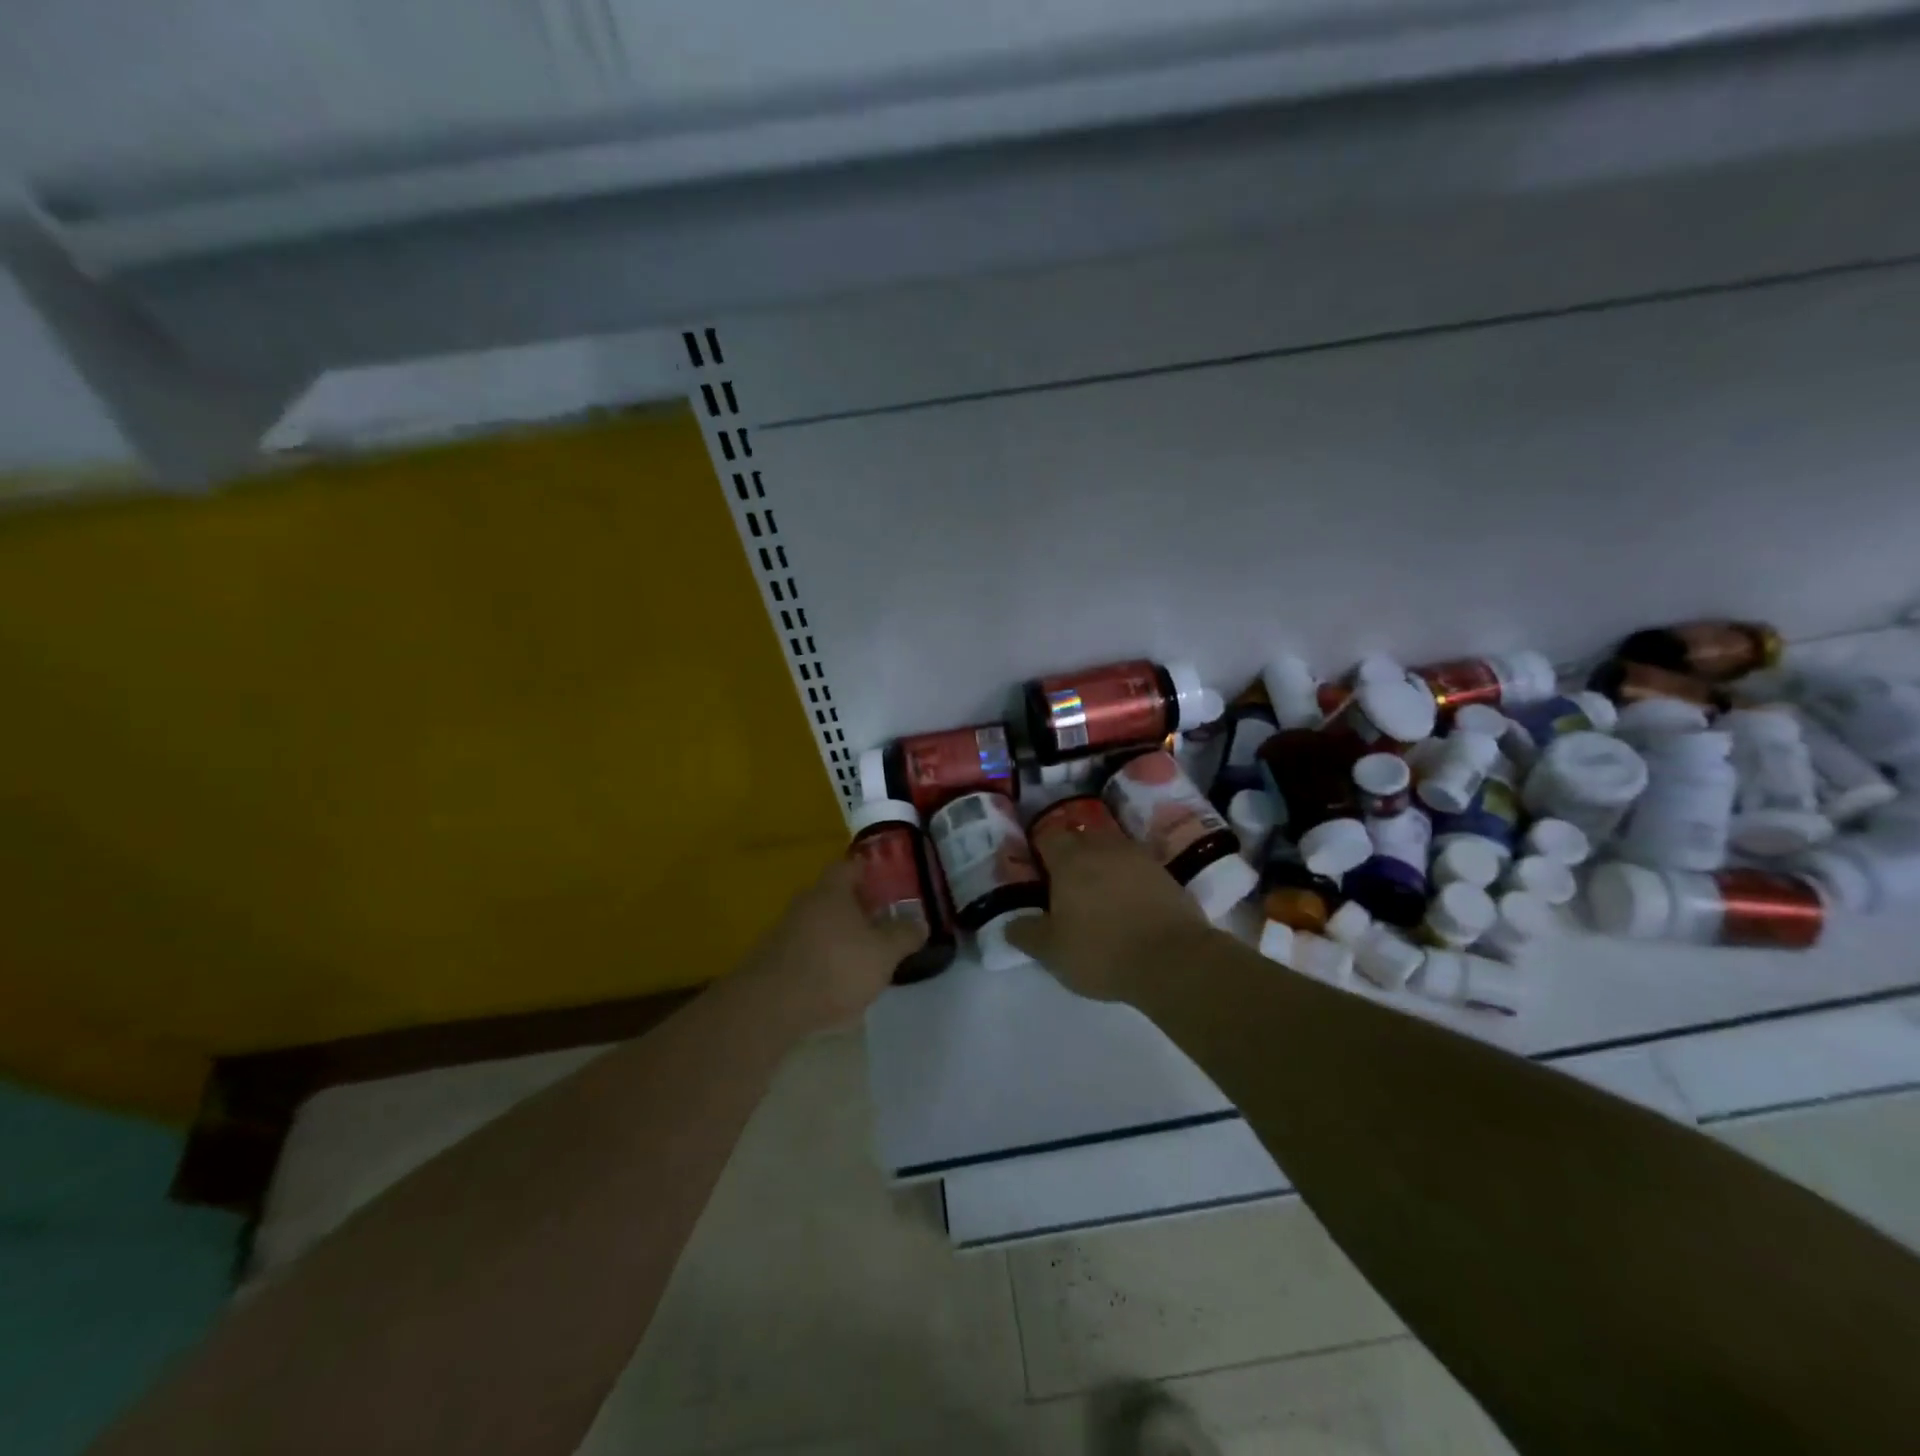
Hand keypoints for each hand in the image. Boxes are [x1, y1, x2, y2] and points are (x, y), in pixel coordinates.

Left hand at [746, 859, 926, 1030]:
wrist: (770, 1007)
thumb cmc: (835, 968)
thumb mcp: (883, 953)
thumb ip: (904, 936)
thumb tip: (920, 923)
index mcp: (832, 890)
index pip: (850, 866)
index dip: (870, 871)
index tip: (887, 882)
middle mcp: (805, 903)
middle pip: (834, 895)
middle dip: (857, 906)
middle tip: (882, 920)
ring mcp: (785, 931)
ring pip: (820, 924)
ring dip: (840, 935)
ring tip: (864, 955)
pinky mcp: (773, 960)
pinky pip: (806, 949)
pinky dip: (823, 958)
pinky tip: (837, 981)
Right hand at [1007, 824, 1213, 1002]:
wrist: (1174, 960)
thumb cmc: (1102, 950)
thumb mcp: (1052, 951)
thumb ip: (1026, 933)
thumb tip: (1010, 923)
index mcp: (1070, 859)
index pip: (1047, 836)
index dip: (1039, 850)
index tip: (1036, 871)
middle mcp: (1102, 847)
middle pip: (1079, 837)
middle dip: (1070, 854)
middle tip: (1064, 884)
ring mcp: (1137, 856)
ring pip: (1109, 850)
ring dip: (1100, 865)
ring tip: (1097, 894)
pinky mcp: (1164, 873)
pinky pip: (1135, 867)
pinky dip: (1126, 878)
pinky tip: (1126, 903)